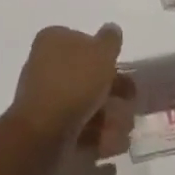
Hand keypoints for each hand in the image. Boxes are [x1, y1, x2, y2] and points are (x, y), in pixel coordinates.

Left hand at [9, 24, 132, 154]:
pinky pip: (79, 129)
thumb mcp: (100, 53)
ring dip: (110, 119)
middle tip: (132, 104)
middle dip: (113, 92)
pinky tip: (112, 145)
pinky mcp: (49, 130)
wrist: (42, 133)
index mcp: (53, 40)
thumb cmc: (74, 83)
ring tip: (124, 132)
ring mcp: (46, 99)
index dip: (106, 56)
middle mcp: (46, 65)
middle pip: (87, 76)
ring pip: (86, 105)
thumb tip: (112, 29)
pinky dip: (98, 138)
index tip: (124, 71)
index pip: (83, 42)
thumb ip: (110, 40)